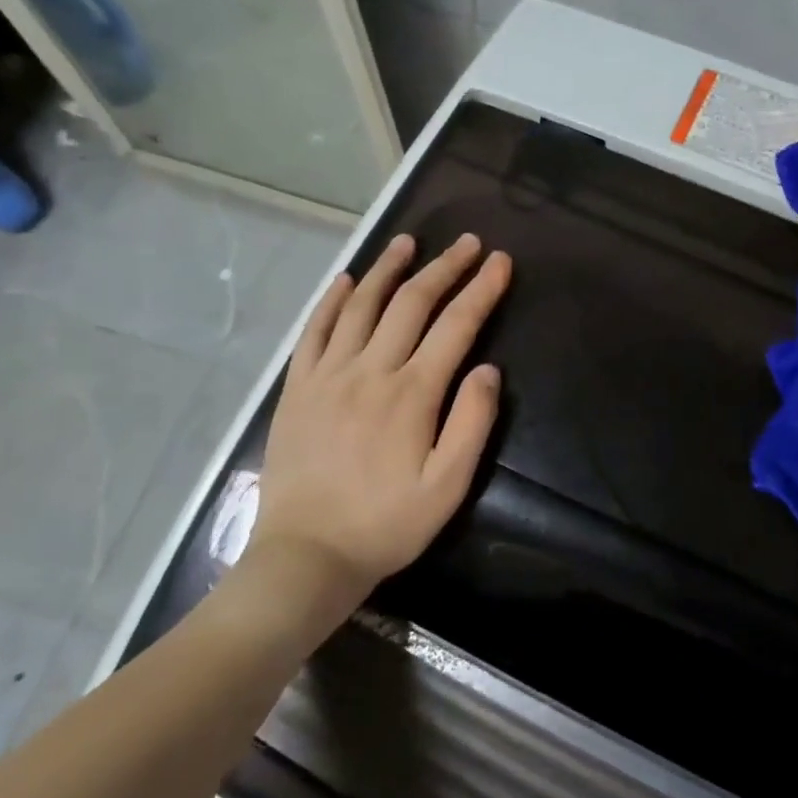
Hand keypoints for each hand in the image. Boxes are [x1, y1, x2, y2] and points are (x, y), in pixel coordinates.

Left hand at [254, 233, 511, 591]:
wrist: (306, 555)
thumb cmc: (386, 524)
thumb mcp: (448, 486)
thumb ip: (472, 422)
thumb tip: (487, 369)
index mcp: (412, 393)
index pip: (456, 325)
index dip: (481, 289)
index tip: (500, 262)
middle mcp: (370, 370)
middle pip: (412, 304)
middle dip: (445, 268)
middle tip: (468, 243)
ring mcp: (328, 375)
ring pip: (361, 305)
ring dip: (389, 269)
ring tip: (409, 242)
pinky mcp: (297, 388)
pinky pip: (314, 330)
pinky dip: (331, 300)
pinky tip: (346, 279)